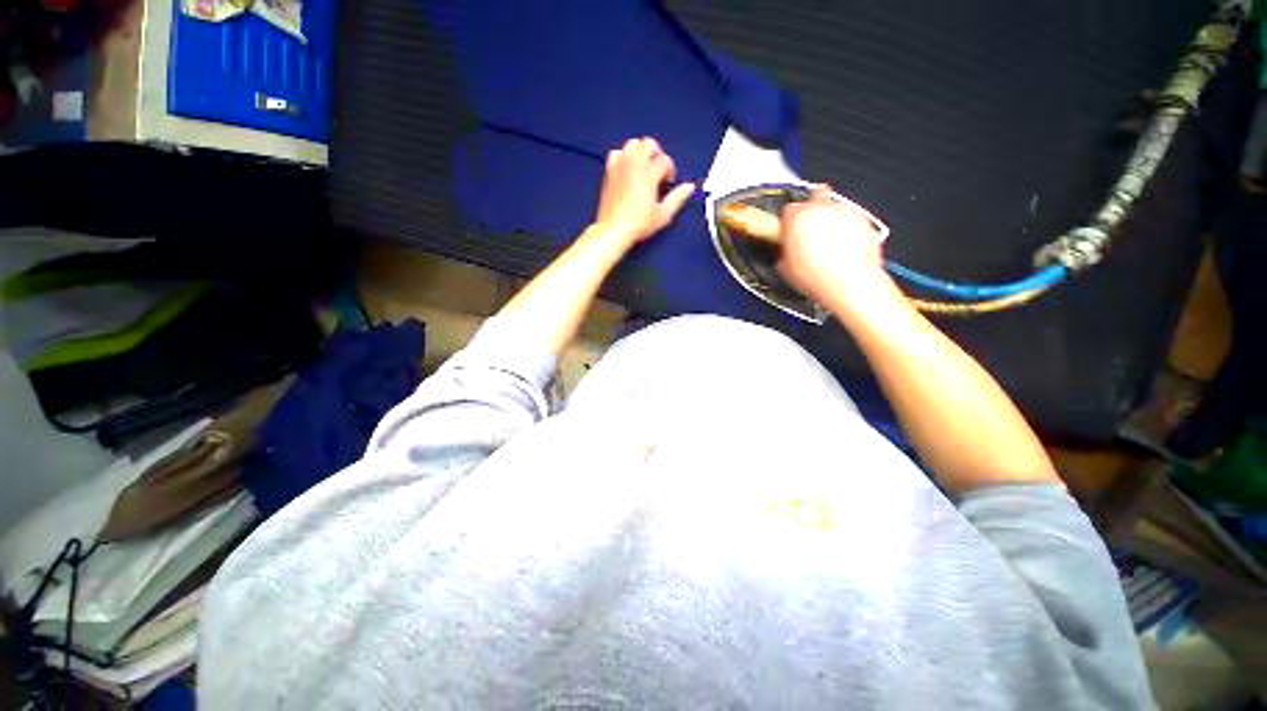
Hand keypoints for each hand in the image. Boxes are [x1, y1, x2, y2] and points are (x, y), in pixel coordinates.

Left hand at [593, 137, 695, 247]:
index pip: (665, 160)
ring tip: (644, 168)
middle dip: (657, 154)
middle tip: (658, 171)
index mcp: (648, 174)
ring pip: (632, 143)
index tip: (668, 183)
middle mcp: (634, 164)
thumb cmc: (640, 224)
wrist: (613, 230)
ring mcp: (620, 165)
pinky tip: (627, 169)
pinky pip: (616, 152)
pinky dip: (624, 156)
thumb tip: (690, 187)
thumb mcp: (663, 215)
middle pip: (649, 143)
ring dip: (641, 151)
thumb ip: (677, 198)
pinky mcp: (609, 171)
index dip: (670, 170)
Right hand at [778, 186, 891, 308]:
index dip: (789, 221)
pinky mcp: (863, 219)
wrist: (850, 283)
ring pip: (834, 206)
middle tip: (809, 228)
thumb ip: (784, 250)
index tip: (789, 232)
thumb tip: (786, 250)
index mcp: (797, 217)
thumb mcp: (785, 267)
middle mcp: (821, 208)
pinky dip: (847, 227)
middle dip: (811, 209)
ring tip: (827, 242)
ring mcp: (844, 211)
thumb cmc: (816, 277)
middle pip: (815, 196)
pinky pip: (851, 218)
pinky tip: (843, 247)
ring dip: (830, 218)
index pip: (789, 209)